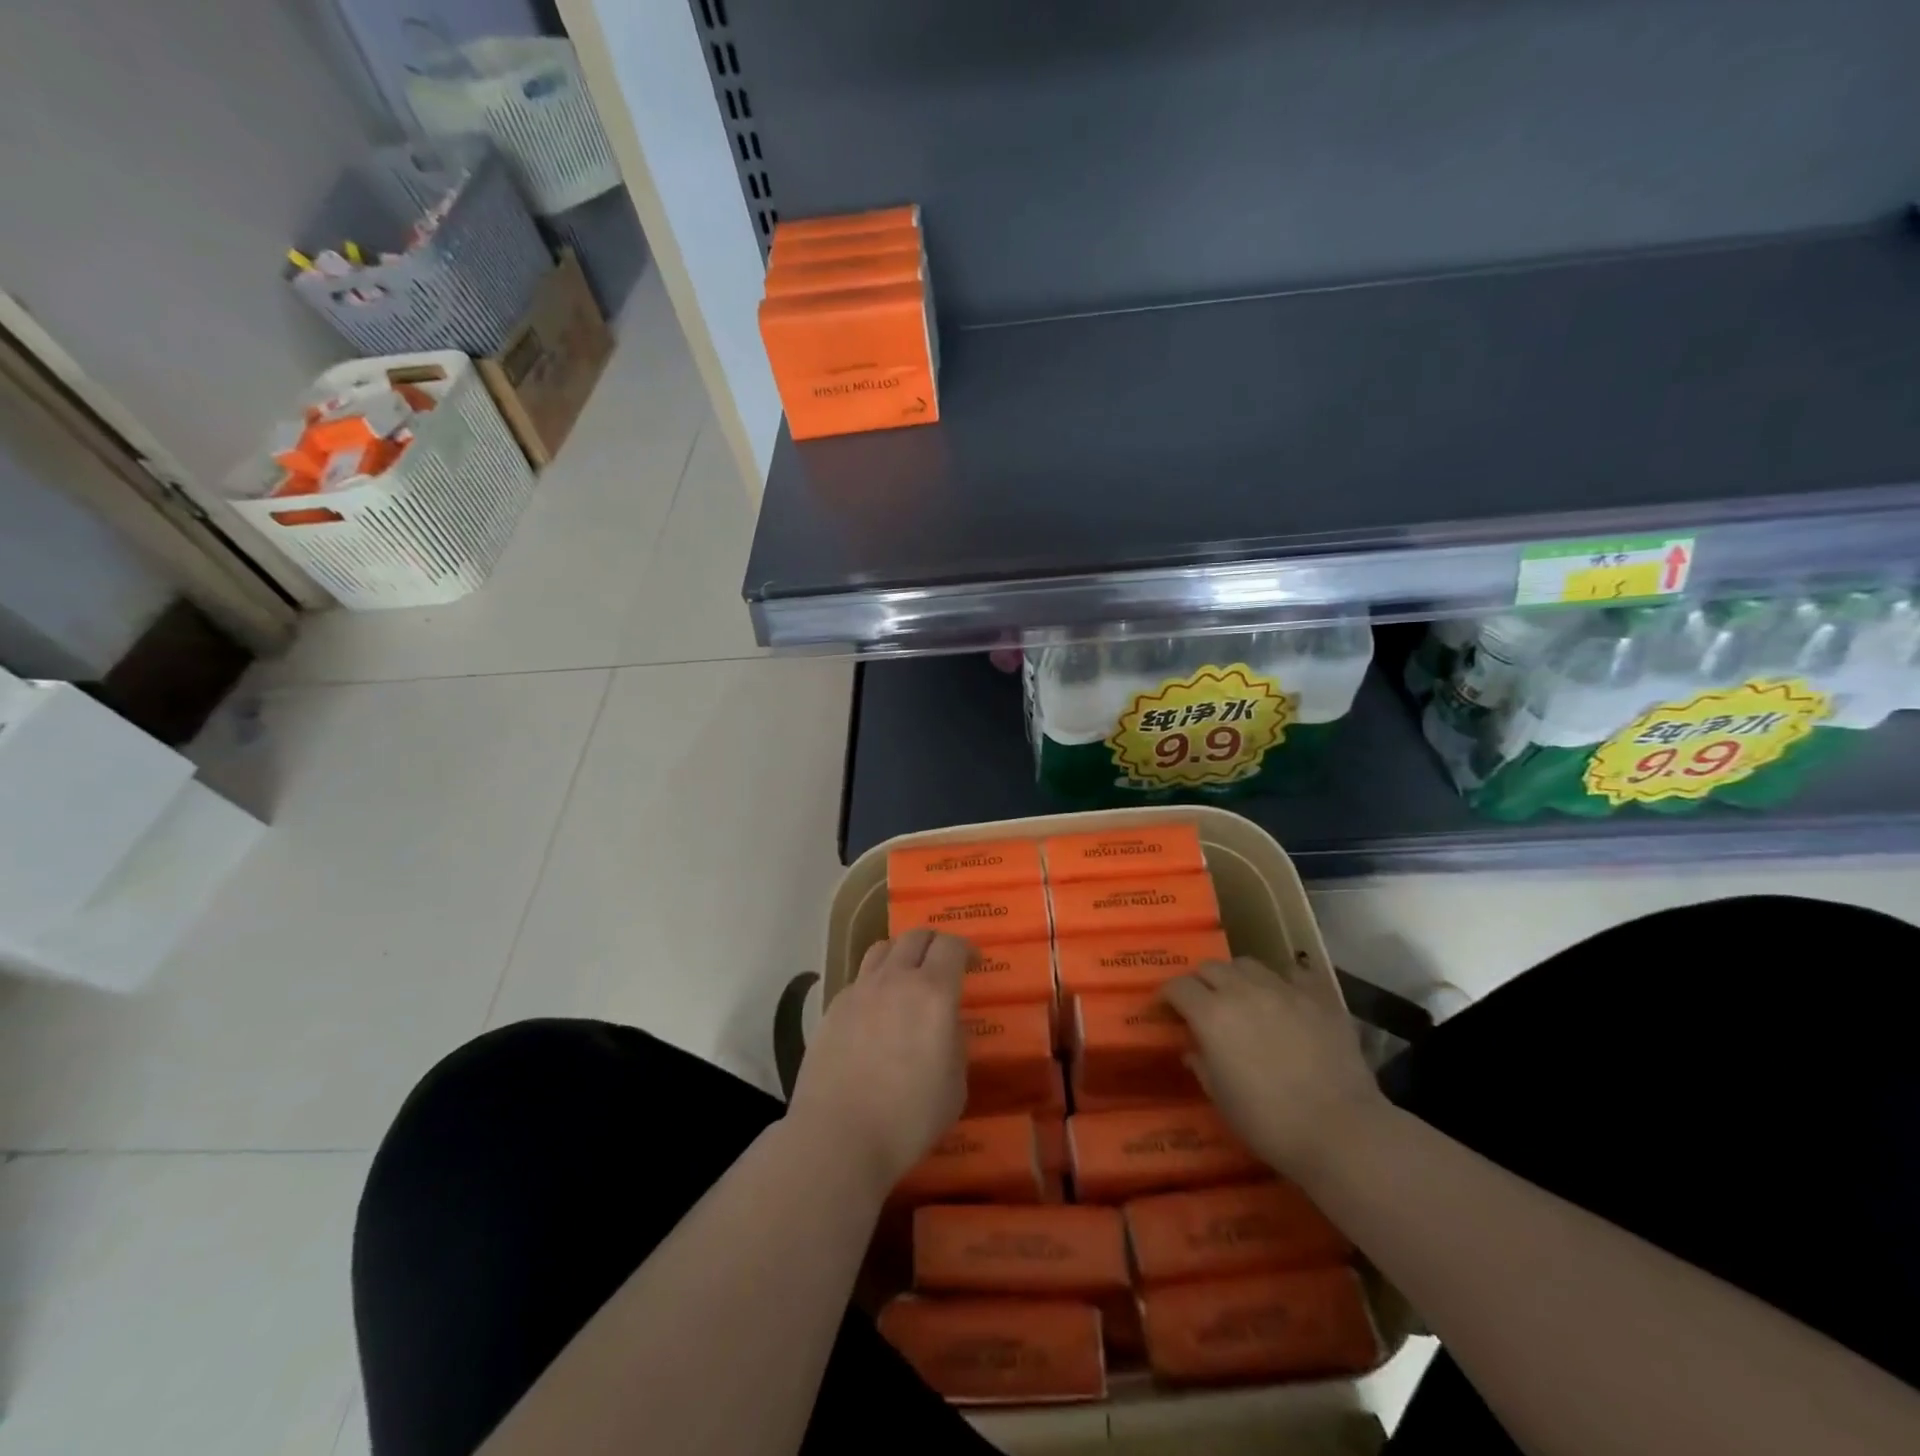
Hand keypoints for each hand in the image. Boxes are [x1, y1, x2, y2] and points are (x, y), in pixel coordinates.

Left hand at [788, 929, 969, 1194]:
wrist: (838, 1136)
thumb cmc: (908, 1117)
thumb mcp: (955, 1086)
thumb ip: (956, 1044)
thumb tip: (948, 1026)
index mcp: (933, 992)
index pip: (951, 946)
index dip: (966, 949)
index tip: (973, 962)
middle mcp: (895, 979)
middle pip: (915, 937)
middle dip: (934, 943)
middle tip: (942, 964)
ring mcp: (859, 990)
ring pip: (882, 949)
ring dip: (901, 955)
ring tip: (906, 978)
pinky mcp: (833, 1008)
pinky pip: (859, 980)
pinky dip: (874, 983)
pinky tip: (876, 1012)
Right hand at [1161, 956, 1387, 1178]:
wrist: (1341, 1131)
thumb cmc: (1270, 1122)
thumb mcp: (1221, 1099)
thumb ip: (1202, 1065)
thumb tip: (1193, 1049)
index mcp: (1211, 1015)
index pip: (1178, 987)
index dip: (1167, 996)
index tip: (1165, 1010)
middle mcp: (1243, 991)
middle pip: (1210, 968)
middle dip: (1200, 982)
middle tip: (1203, 1004)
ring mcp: (1283, 990)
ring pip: (1248, 964)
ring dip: (1237, 977)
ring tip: (1243, 997)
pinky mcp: (1319, 998)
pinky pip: (1295, 974)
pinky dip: (1284, 982)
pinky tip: (1286, 999)